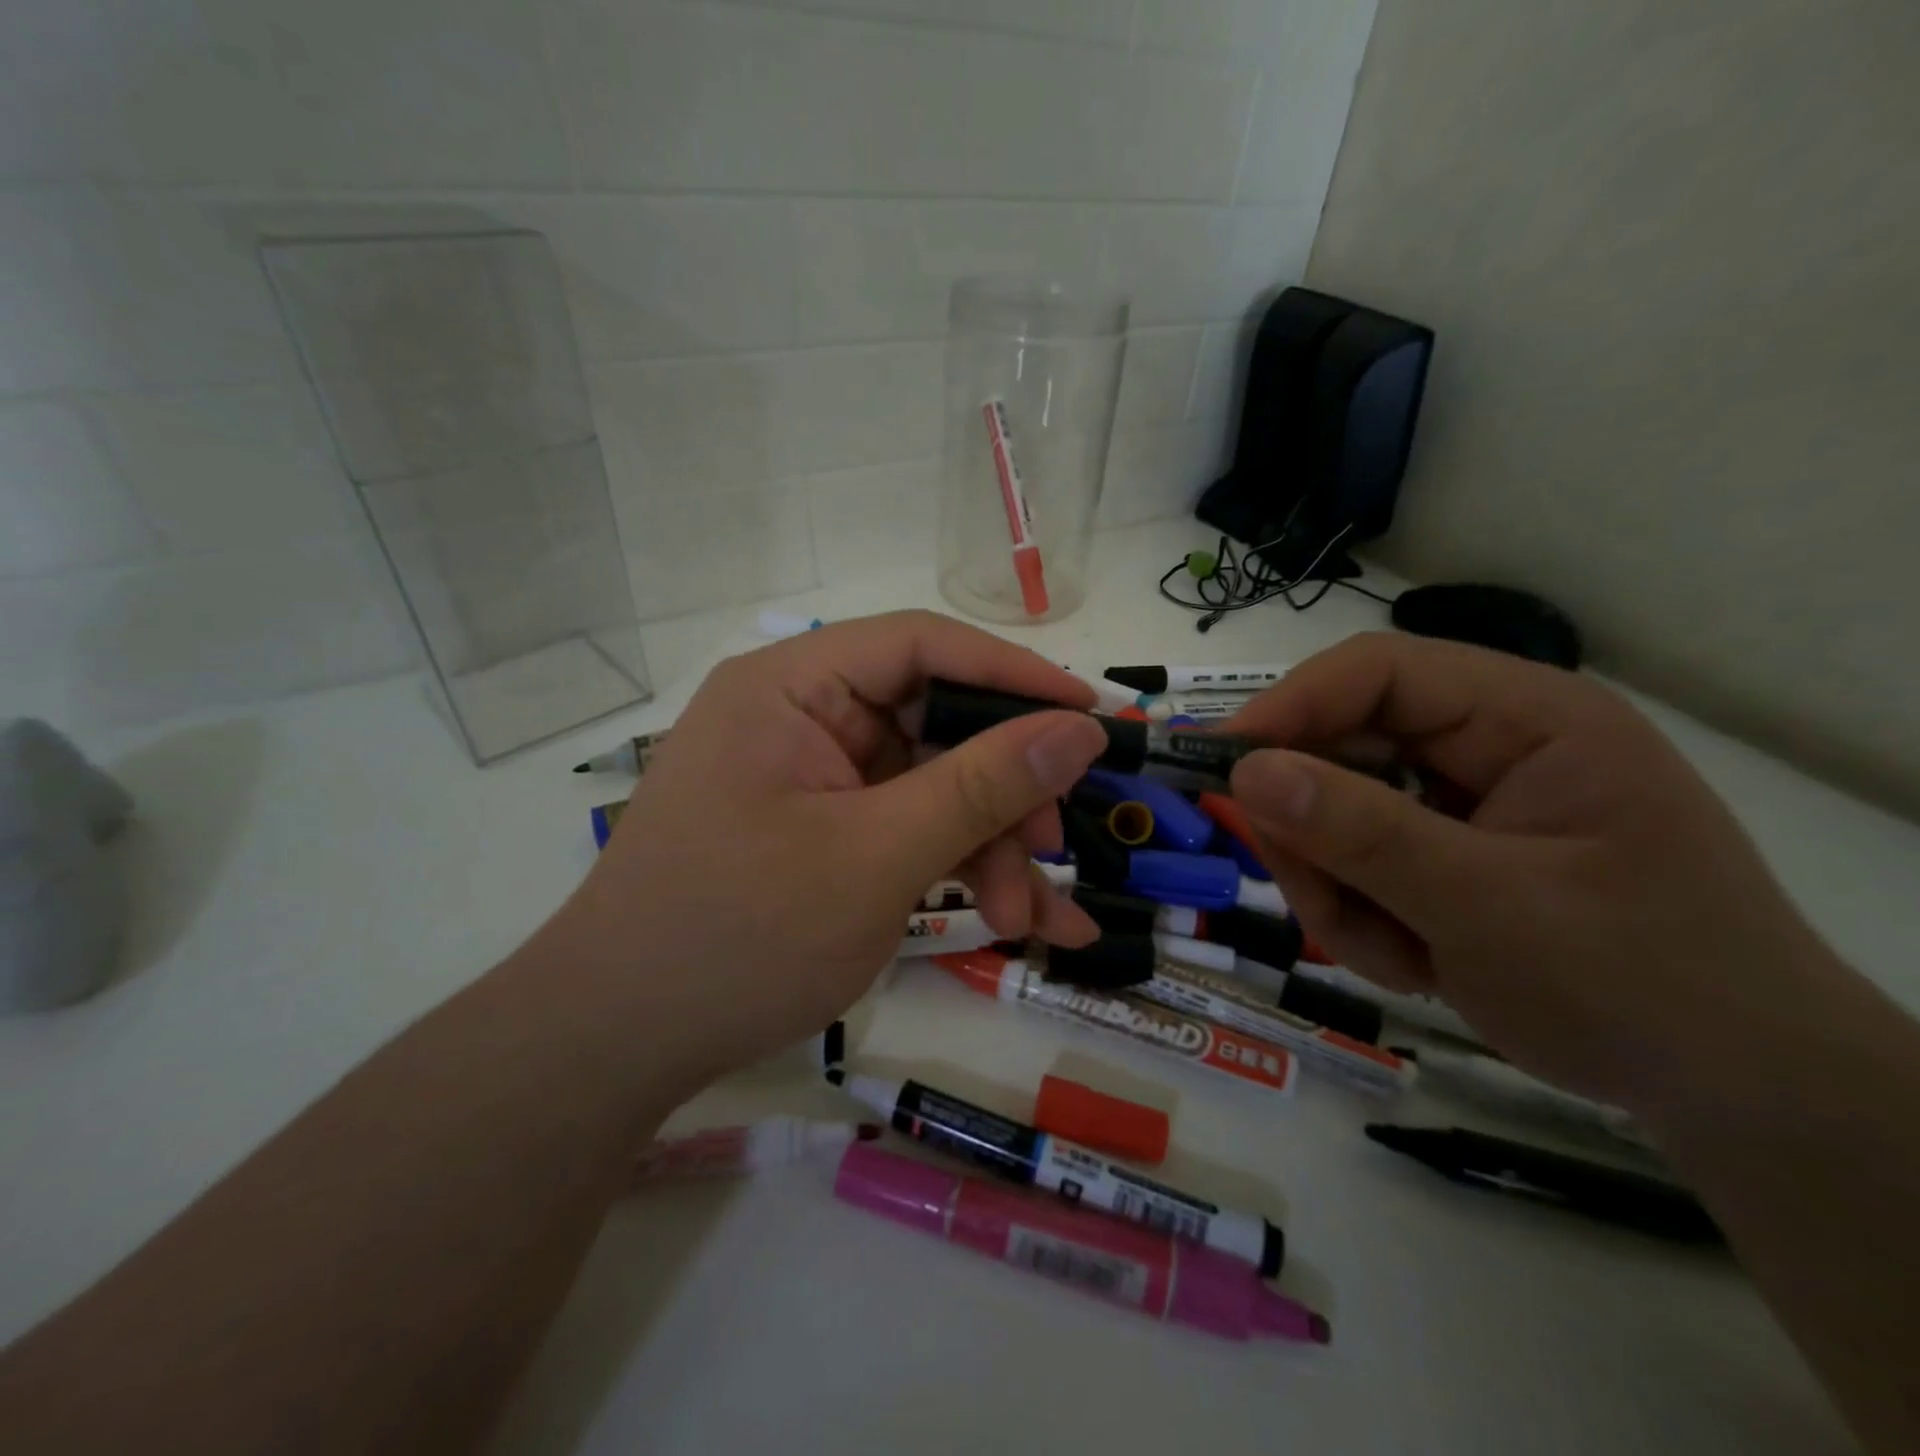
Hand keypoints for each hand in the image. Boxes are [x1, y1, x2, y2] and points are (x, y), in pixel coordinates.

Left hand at [550, 610, 1107, 1082]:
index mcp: (792, 686)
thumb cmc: (739, 937)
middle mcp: (802, 717)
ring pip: (931, 787)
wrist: (619, 1047)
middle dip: (1003, 790)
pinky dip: (958, 869)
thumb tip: (1079, 727)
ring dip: (989, 847)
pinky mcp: (821, 832)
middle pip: (934, 723)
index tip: (1089, 714)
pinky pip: (907, 830)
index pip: (920, 645)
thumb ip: (983, 786)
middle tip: (1057, 841)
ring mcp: (812, 779)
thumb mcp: (876, 857)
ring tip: (1027, 919)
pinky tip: (1018, 923)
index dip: (1012, 673)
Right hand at [1224, 632, 1839, 1111]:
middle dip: (1314, 831)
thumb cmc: (1642, 988)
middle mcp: (1486, 744)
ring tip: (1392, 953)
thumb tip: (1245, 772)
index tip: (1221, 764)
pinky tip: (1413, 960)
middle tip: (1314, 898)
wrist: (1738, 1097)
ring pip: (1332, 814)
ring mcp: (1458, 802)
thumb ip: (1363, 834)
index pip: (1376, 672)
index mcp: (1527, 718)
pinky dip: (1358, 915)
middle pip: (1341, 747)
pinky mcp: (1439, 851)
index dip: (1289, 706)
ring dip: (1336, 887)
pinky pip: (1352, 861)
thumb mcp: (1491, 909)